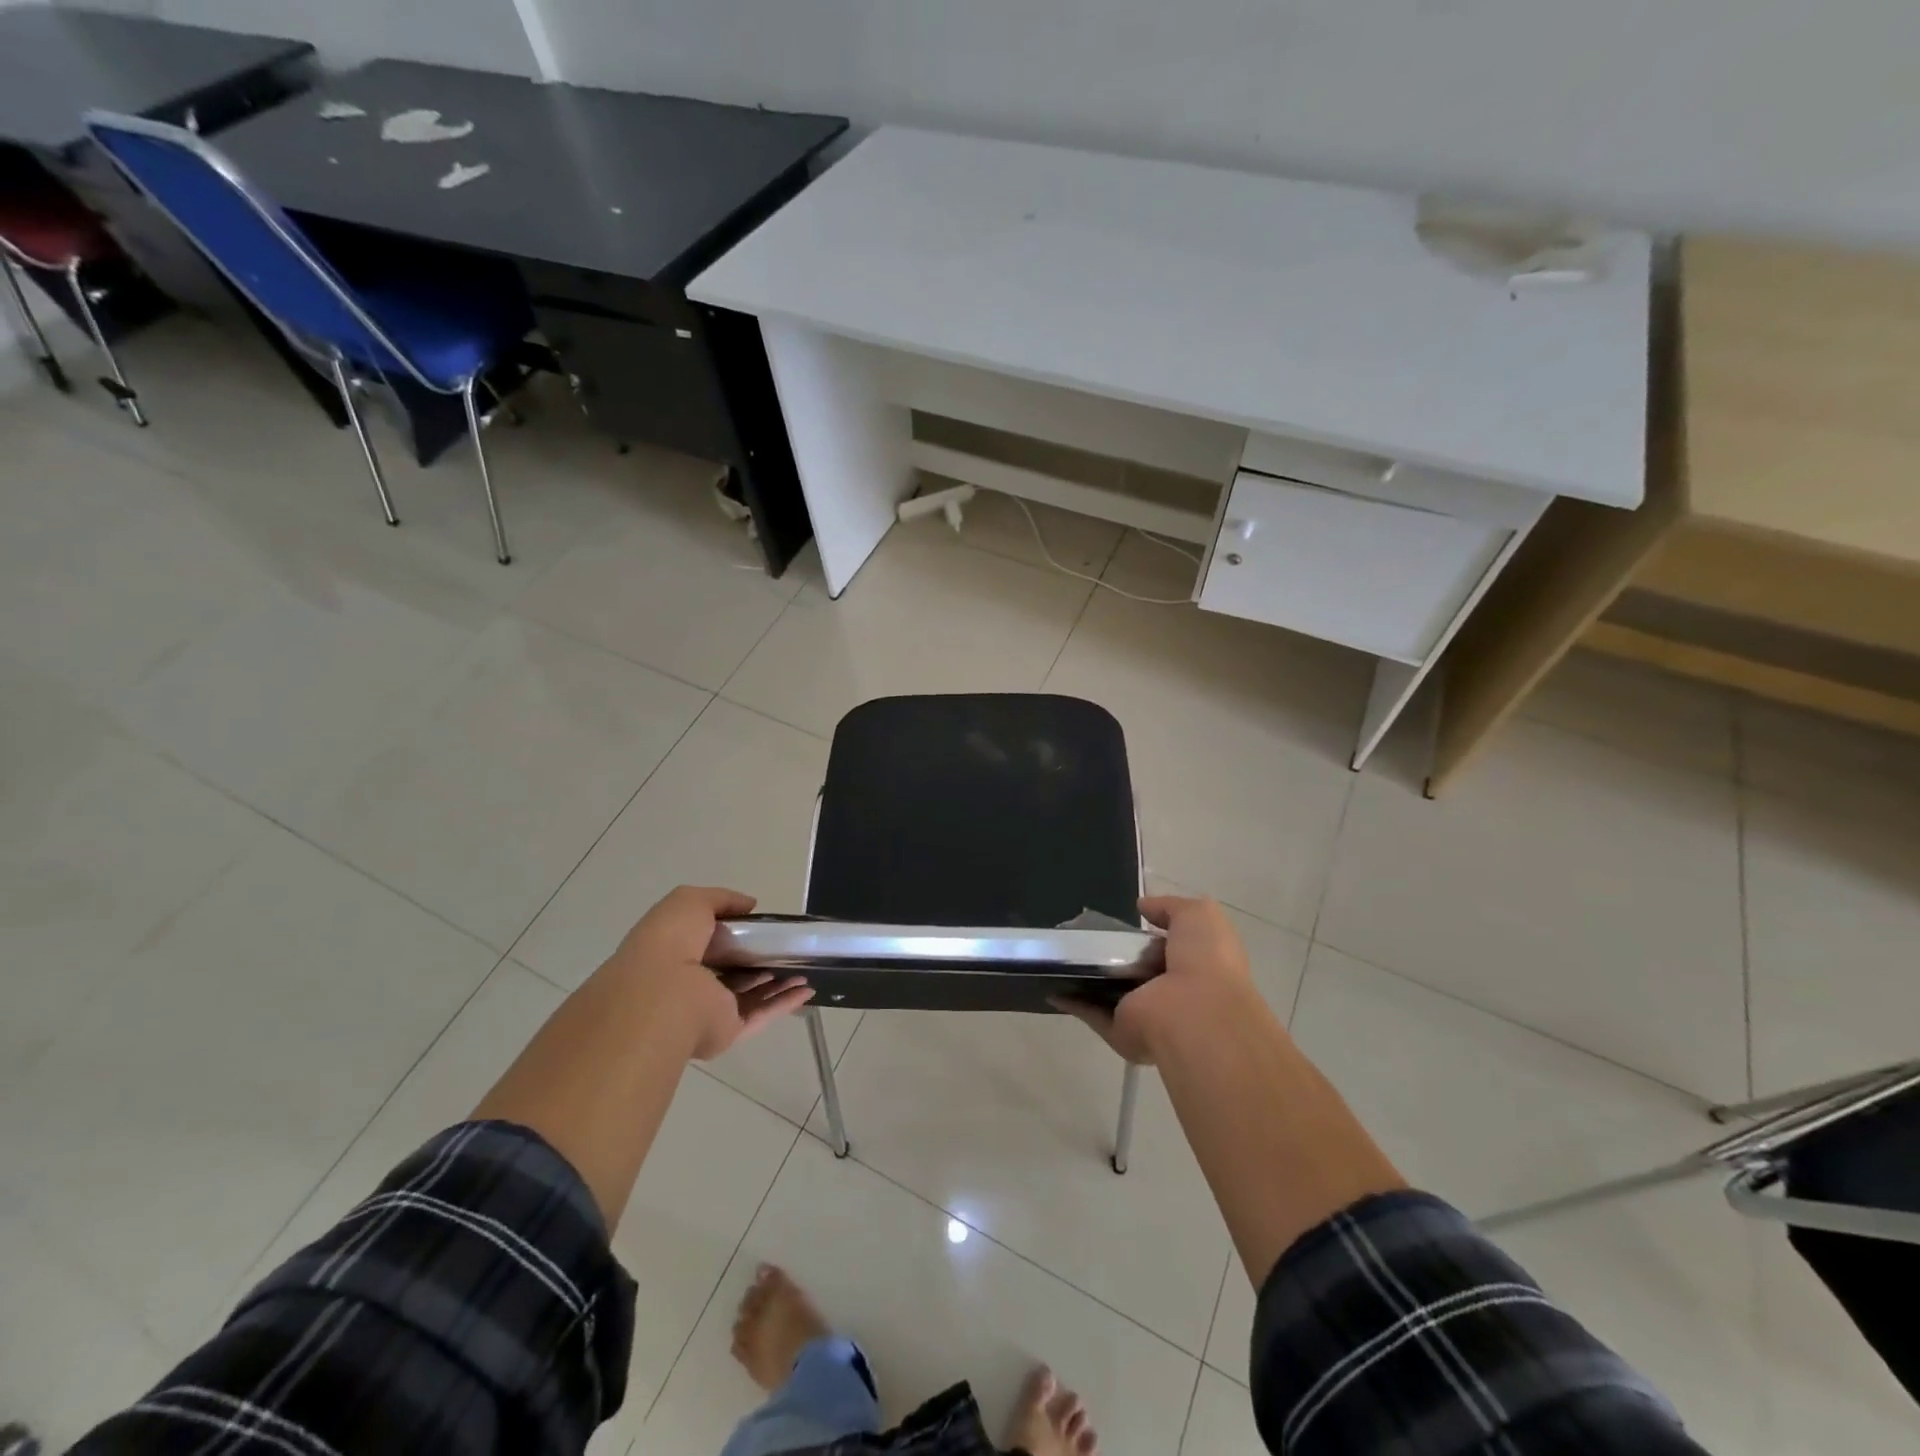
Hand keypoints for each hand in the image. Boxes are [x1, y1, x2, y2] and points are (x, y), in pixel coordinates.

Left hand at [608, 886, 813, 1060]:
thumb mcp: (689, 901)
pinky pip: (761, 1015)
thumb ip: (721, 899)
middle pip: (731, 971)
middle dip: (757, 960)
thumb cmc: (669, 942)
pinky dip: (784, 1003)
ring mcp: (708, 1010)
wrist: (662, 994)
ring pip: (749, 994)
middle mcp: (689, 984)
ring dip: (777, 982)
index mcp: (673, 954)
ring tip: (805, 967)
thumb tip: (749, 905)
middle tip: (787, 947)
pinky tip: (807, 989)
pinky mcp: (727, 1030)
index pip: (706, 943)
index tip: (760, 924)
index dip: (733, 932)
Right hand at [1055, 894, 1263, 1063]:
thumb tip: (1143, 906)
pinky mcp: (1120, 1032)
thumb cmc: (1205, 960)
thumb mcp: (1199, 916)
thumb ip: (1170, 907)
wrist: (1196, 1014)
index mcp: (1195, 967)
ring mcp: (1145, 1016)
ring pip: (1111, 994)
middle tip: (1084, 934)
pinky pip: (1092, 1014)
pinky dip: (1072, 1002)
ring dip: (1089, 978)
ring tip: (1060, 954)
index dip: (1147, 935)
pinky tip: (1052, 984)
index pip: (1168, 948)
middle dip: (1113, 955)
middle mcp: (1171, 993)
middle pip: (1135, 971)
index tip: (1122, 921)